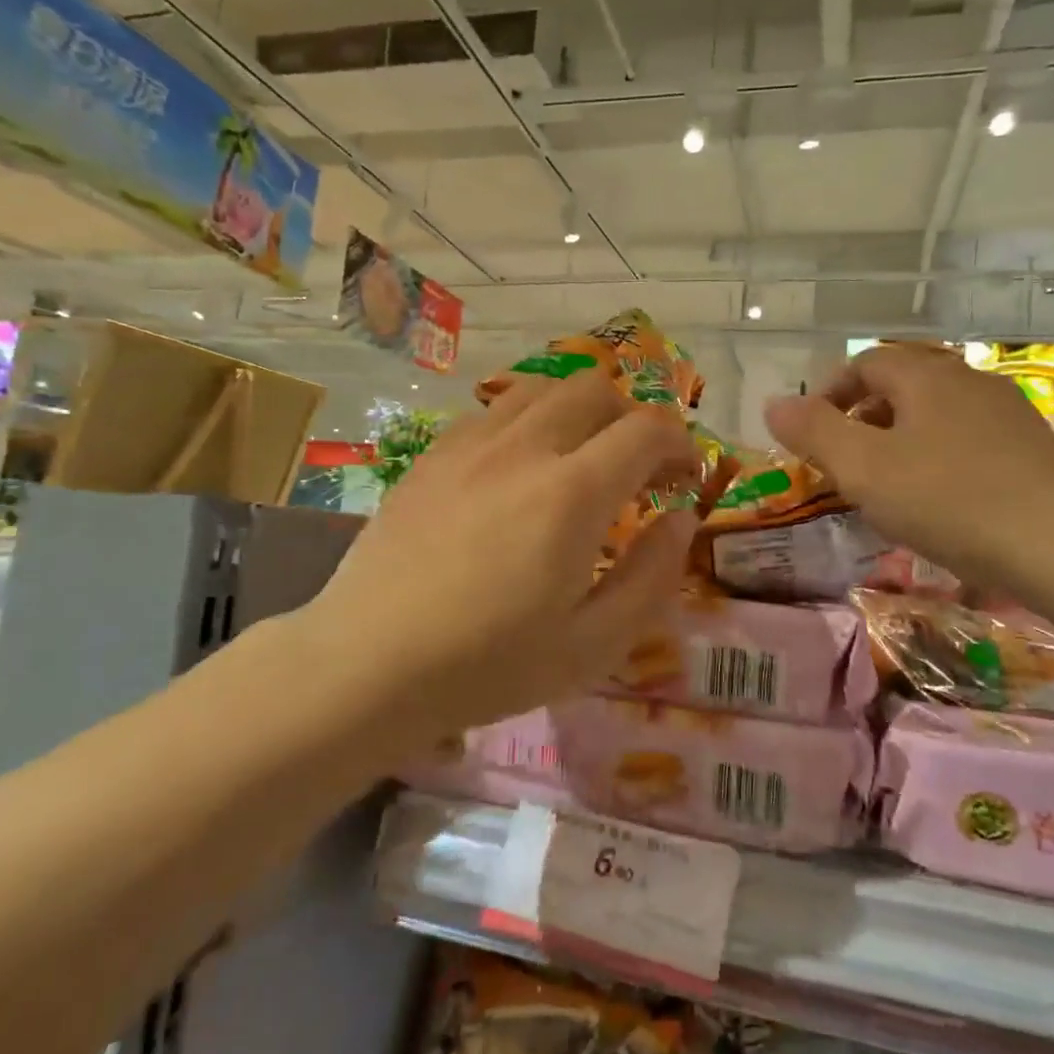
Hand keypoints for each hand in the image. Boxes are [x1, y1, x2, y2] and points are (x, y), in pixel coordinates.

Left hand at [302, 371, 702, 740]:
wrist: (368, 664)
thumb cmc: (489, 665)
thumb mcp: (594, 645)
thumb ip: (652, 576)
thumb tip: (680, 520)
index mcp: (572, 492)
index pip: (646, 429)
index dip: (679, 444)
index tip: (684, 476)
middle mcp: (524, 448)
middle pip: (594, 388)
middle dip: (632, 417)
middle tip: (637, 467)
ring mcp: (470, 445)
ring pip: (541, 387)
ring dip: (578, 410)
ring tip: (580, 457)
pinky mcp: (432, 456)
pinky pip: (492, 411)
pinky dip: (526, 421)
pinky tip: (518, 469)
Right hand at [764, 344, 1053, 594]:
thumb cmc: (949, 501)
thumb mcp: (863, 469)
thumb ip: (813, 432)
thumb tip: (773, 403)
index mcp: (925, 376)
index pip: (866, 362)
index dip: (831, 392)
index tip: (813, 434)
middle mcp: (968, 381)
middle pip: (903, 384)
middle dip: (865, 416)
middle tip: (846, 461)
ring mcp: (1007, 413)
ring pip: (937, 413)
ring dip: (902, 438)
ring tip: (888, 483)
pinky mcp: (1033, 448)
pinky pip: (968, 439)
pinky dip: (939, 456)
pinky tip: (940, 499)